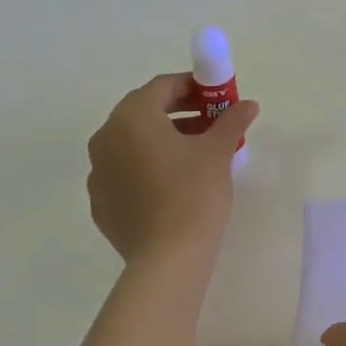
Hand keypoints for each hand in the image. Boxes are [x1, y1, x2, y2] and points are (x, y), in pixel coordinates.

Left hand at [86, 74, 257, 262]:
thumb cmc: (194, 193)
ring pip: (132, 143)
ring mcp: (98, 172)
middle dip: (178, 113)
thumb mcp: (218, 152)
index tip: (216, 98)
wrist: (167, 258)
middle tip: (210, 123)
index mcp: (132, 117)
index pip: (162, 86)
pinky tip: (172, 184)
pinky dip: (147, 167)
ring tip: (196, 154)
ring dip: (162, 139)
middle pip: (144, 112)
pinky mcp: (100, 202)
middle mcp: (106, 137)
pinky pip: (124, 171)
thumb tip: (248, 105)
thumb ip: (231, 121)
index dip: (192, 87)